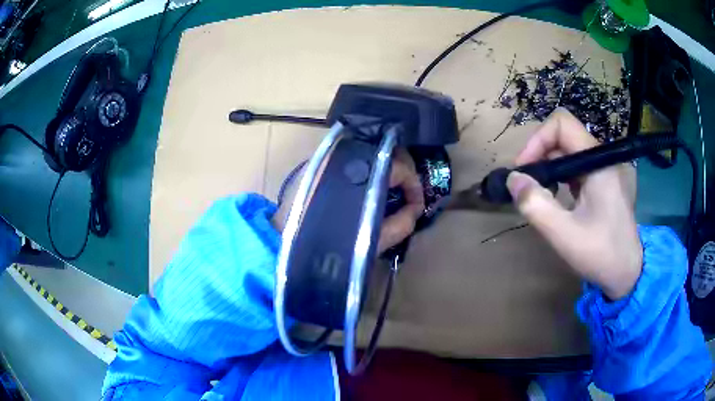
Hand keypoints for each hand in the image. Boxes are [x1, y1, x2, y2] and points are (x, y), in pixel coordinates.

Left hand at [272, 149, 423, 252]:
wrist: (283, 239)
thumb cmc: (329, 242)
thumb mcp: (373, 240)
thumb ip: (401, 223)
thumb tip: (415, 210)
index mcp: (364, 171)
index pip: (402, 166)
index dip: (415, 186)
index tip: (416, 205)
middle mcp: (348, 153)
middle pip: (387, 150)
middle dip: (403, 172)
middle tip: (405, 194)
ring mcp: (332, 153)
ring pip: (371, 151)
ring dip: (385, 168)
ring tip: (388, 191)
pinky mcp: (320, 158)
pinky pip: (354, 156)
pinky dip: (367, 168)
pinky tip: (367, 186)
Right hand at [506, 108, 641, 299]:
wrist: (628, 272)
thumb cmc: (602, 254)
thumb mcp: (565, 235)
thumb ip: (536, 206)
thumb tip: (512, 180)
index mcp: (598, 163)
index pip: (562, 124)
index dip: (538, 140)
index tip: (524, 170)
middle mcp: (602, 158)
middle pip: (563, 135)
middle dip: (540, 155)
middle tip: (526, 185)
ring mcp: (604, 169)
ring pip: (568, 150)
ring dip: (548, 167)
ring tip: (539, 193)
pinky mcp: (602, 181)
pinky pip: (575, 166)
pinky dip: (560, 176)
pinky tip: (556, 197)